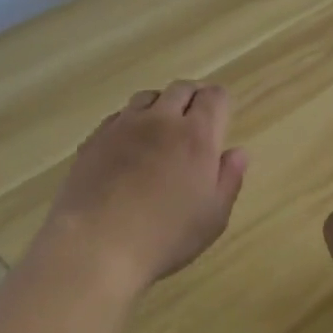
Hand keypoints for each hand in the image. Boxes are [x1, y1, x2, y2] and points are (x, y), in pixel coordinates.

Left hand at [42, 81, 248, 289]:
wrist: (96, 243)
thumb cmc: (165, 235)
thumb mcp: (212, 217)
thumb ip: (229, 179)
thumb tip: (238, 152)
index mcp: (196, 135)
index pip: (214, 97)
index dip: (220, 102)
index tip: (221, 117)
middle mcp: (160, 120)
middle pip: (180, 89)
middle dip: (192, 98)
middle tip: (195, 118)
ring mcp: (123, 126)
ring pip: (146, 97)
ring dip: (160, 105)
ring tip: (161, 128)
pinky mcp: (94, 139)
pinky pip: (118, 116)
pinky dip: (130, 122)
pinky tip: (129, 146)